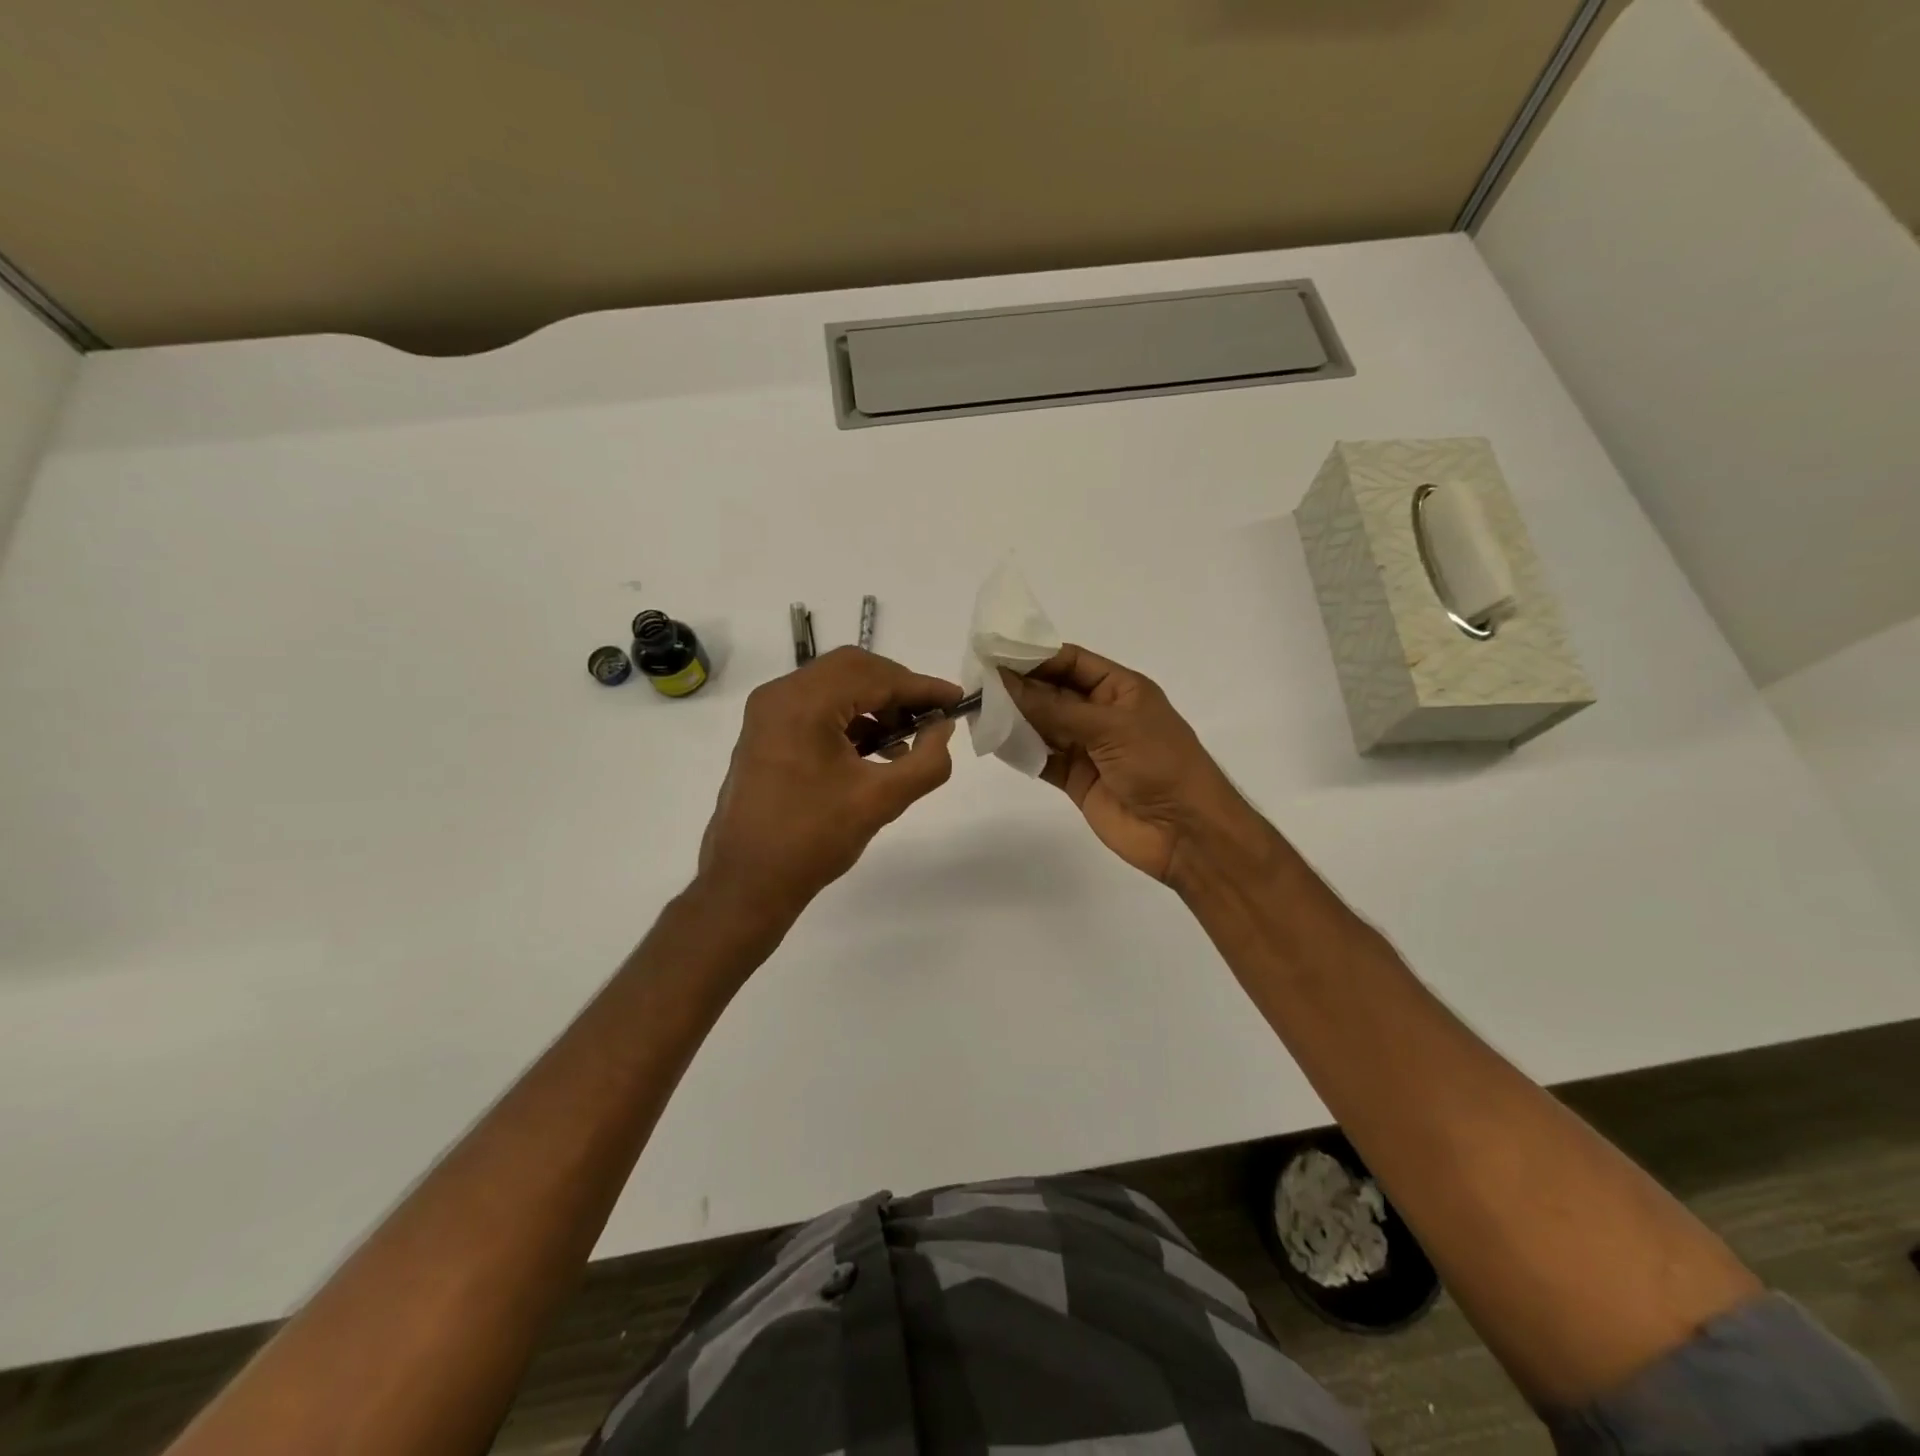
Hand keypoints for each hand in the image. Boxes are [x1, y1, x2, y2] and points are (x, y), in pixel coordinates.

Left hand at [698, 647, 961, 920]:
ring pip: (834, 686)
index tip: (956, 700)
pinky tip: (874, 751)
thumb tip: (942, 728)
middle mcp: (780, 695)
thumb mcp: (881, 800)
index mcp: (803, 703)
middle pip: (852, 670)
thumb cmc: (813, 839)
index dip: (921, 687)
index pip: (875, 676)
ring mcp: (768, 713)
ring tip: (906, 740)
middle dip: (897, 690)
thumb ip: (926, 760)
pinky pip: (816, 707)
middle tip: (931, 717)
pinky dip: (850, 718)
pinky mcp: (765, 733)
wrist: (747, 882)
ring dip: (874, 704)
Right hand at [999, 645, 1243, 881]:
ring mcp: (1088, 748)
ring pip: (1044, 725)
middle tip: (976, 682)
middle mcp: (1102, 714)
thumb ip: (1054, 708)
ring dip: (1015, 718)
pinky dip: (1021, 751)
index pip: (1071, 662)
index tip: (995, 654)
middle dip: (1019, 687)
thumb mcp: (1109, 727)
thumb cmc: (1159, 764)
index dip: (1035, 657)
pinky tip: (995, 741)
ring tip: (978, 709)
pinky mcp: (1077, 780)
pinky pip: (1042, 758)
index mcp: (1120, 689)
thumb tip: (1004, 682)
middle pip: (1053, 693)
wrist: (1185, 833)